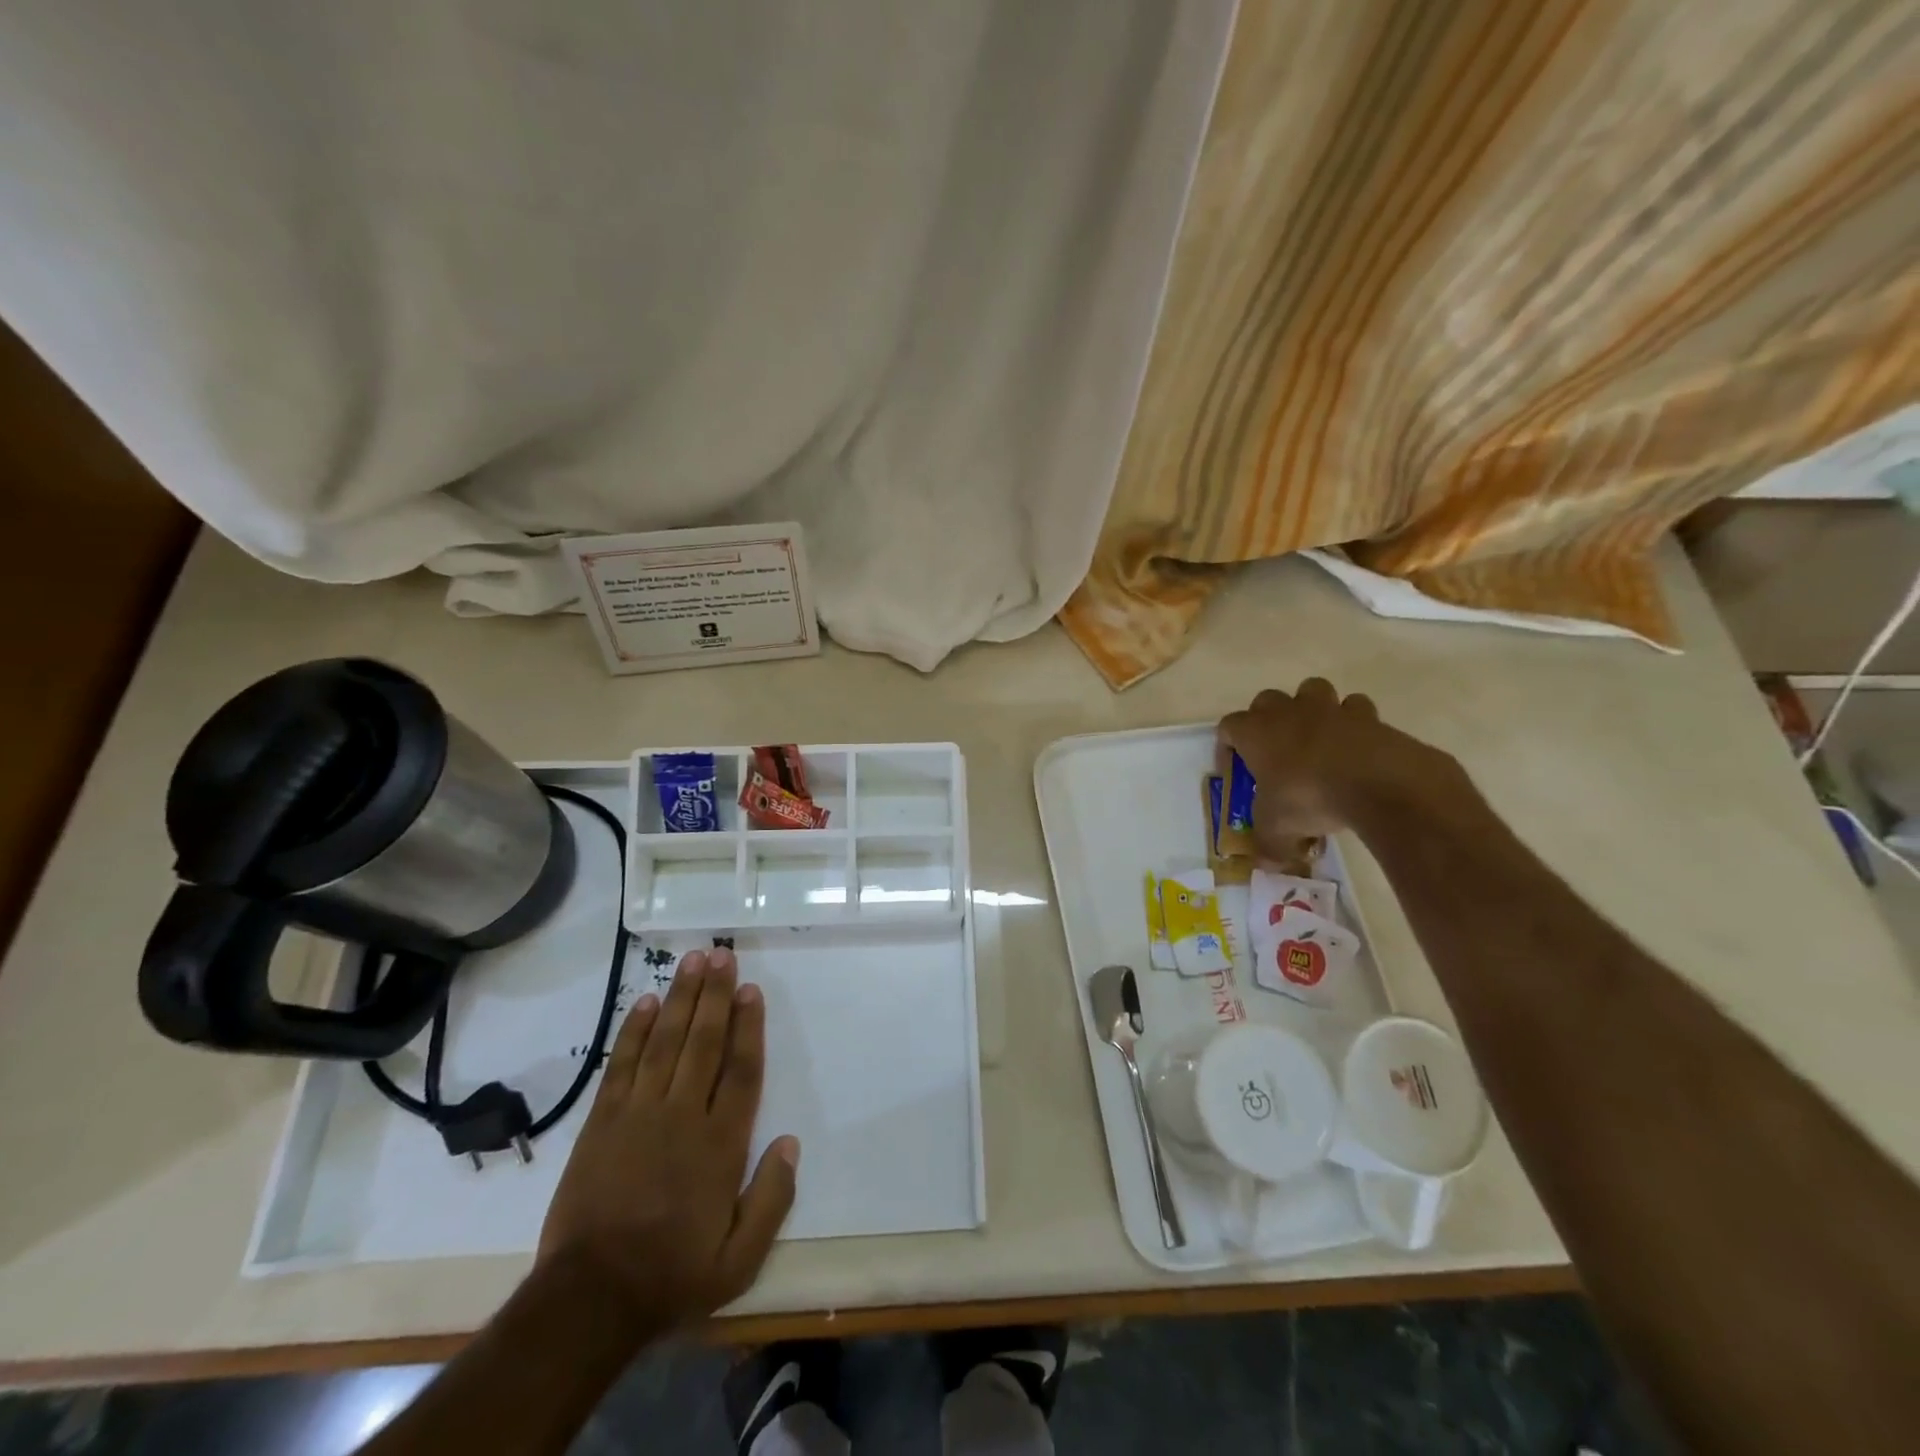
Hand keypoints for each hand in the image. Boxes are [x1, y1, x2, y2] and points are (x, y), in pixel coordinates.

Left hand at [536, 947, 797, 1337]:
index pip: (740, 1071)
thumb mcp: (739, 1259)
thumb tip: (790, 1142)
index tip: (751, 989)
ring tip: (692, 960)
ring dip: (680, 998)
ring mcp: (639, 1114)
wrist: (588, 1299)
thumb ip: (772, 1199)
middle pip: (703, 1042)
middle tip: (721, 954)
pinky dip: (635, 1031)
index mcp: (720, 1145)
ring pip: (666, 1042)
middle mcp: (682, 1116)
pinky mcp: (603, 1122)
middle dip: (714, 995)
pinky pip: (622, 1065)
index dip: (748, 1026)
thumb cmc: (672, 1275)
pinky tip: (647, 1003)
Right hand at [1217, 678, 1470, 849]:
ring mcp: (1329, 709)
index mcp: (1256, 732)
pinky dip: (1355, 723)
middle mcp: (1288, 712)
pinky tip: (1357, 747)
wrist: (1377, 783)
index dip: (1227, 746)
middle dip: (1268, 720)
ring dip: (1311, 709)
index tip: (1236, 770)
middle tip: (1275, 751)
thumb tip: (1266, 864)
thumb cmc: (1308, 798)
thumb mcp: (1278, 831)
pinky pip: (1356, 709)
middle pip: (1267, 700)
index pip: (1228, 726)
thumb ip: (1268, 846)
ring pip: (1312, 690)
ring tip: (1318, 739)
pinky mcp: (1367, 716)